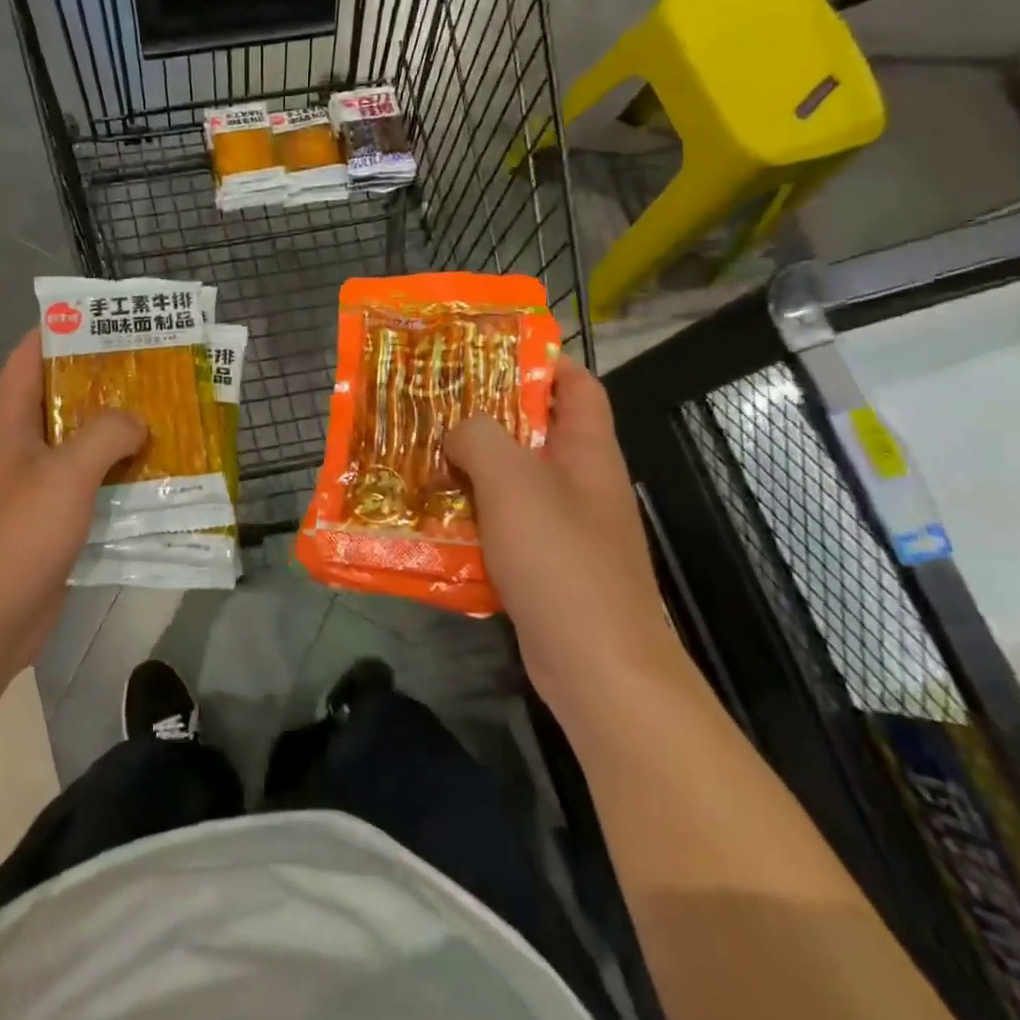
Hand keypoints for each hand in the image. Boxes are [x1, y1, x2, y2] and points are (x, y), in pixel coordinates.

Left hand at [0, 332, 144, 674]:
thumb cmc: (18, 536)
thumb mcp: (66, 474)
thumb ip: (105, 435)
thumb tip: (136, 423)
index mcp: (9, 428)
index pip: (25, 362)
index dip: (54, 334)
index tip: (95, 319)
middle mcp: (18, 452)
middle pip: (58, 404)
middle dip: (101, 386)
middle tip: (149, 372)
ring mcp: (32, 491)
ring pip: (77, 450)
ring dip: (114, 438)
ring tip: (162, 422)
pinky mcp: (48, 526)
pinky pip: (87, 491)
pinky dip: (115, 482)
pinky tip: (153, 482)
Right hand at [444, 355, 686, 712]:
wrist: (596, 665)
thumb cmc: (560, 558)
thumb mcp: (513, 480)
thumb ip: (480, 437)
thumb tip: (458, 433)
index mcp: (588, 450)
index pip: (577, 385)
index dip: (541, 361)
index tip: (486, 353)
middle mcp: (582, 483)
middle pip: (537, 431)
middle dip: (488, 415)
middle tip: (435, 405)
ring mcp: (567, 527)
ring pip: (515, 481)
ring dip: (473, 469)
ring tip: (423, 455)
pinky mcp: (546, 565)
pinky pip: (505, 525)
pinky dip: (474, 516)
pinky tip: (435, 517)